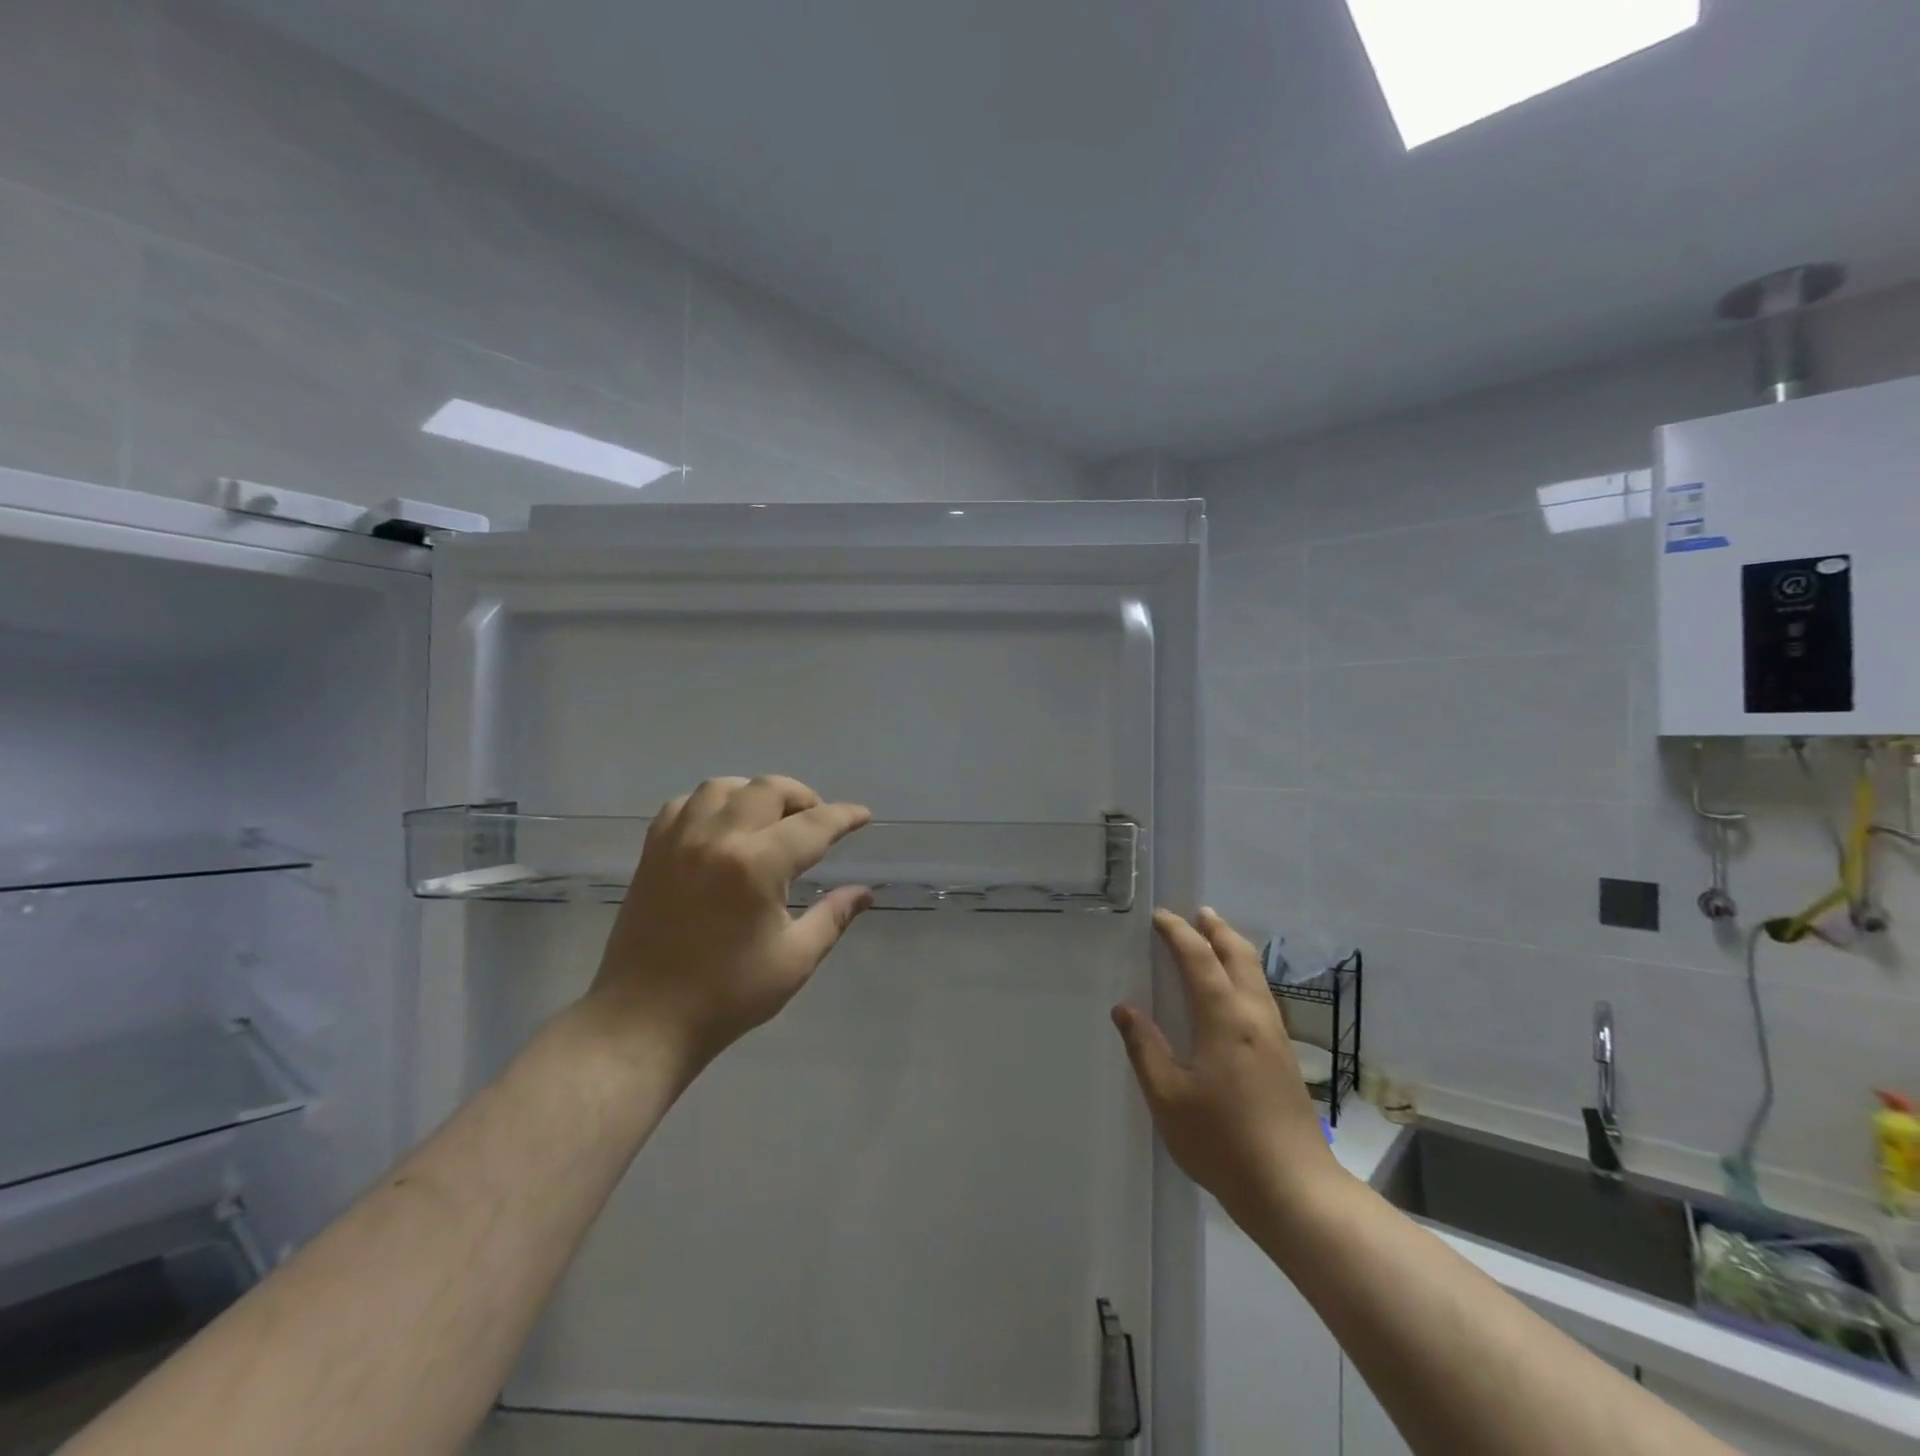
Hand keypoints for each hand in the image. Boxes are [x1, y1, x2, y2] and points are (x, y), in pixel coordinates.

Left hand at [585, 775, 872, 1076]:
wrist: (645, 1019)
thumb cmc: (727, 994)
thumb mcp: (794, 959)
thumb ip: (833, 917)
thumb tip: (864, 893)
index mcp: (756, 865)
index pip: (813, 824)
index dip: (844, 817)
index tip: (862, 816)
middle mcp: (717, 838)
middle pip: (768, 790)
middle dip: (803, 797)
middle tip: (819, 821)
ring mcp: (679, 841)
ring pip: (723, 787)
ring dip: (756, 793)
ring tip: (772, 818)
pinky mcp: (653, 852)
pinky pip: (685, 805)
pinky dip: (711, 804)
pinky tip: (723, 826)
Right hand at [1112, 908, 1338, 1224]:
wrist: (1294, 1190)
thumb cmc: (1222, 1142)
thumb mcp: (1168, 1097)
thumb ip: (1145, 1048)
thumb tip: (1125, 1009)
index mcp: (1224, 1017)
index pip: (1199, 957)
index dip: (1178, 932)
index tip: (1159, 917)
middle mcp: (1254, 1015)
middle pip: (1239, 954)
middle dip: (1216, 929)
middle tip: (1196, 913)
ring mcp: (1275, 1035)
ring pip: (1255, 974)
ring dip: (1233, 948)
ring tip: (1214, 939)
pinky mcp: (1284, 1056)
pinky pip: (1261, 994)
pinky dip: (1243, 973)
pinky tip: (1232, 991)